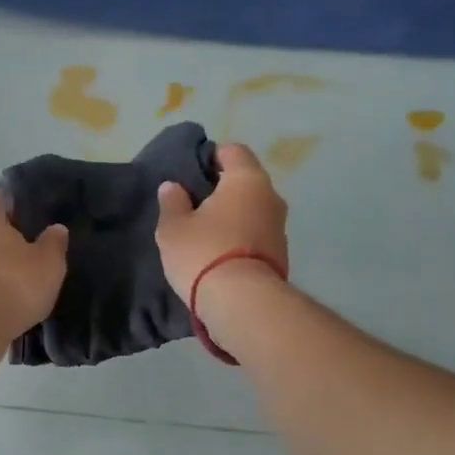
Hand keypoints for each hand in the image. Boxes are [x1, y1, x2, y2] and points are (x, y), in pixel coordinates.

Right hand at [156, 143, 289, 302]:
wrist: (243, 303)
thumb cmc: (204, 253)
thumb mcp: (173, 228)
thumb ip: (172, 202)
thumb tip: (172, 187)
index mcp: (247, 179)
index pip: (234, 151)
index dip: (212, 156)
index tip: (192, 173)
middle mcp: (271, 196)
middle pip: (246, 181)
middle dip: (222, 189)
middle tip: (194, 204)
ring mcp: (280, 227)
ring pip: (253, 210)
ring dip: (233, 216)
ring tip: (206, 232)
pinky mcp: (282, 255)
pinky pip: (257, 235)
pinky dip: (241, 238)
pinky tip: (220, 254)